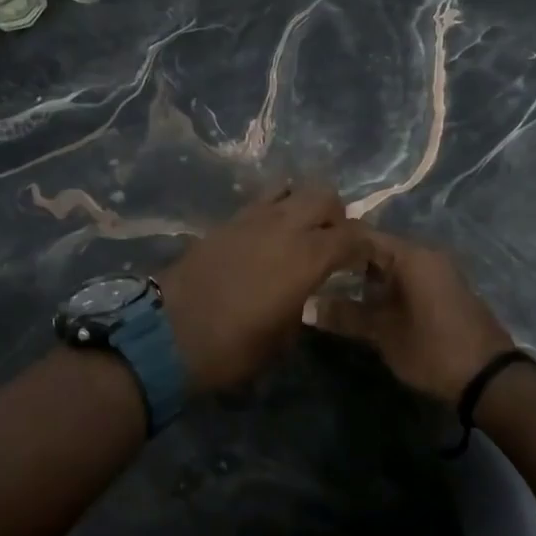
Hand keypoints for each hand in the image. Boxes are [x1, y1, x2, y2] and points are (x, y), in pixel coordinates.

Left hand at [157, 183, 367, 394]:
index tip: (365, 260)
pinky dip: (274, 210)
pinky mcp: (226, 221)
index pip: (352, 235)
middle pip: (323, 195)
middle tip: (331, 242)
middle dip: (335, 214)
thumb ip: (304, 303)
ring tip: (299, 234)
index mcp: (307, 256)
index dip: (365, 246)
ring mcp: (252, 218)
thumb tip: (306, 291)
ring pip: (290, 188)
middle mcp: (284, 226)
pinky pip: (261, 202)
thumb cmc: (234, 347)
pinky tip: (268, 238)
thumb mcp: (283, 337)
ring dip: (302, 205)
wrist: (169, 334)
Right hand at [314, 228, 514, 401]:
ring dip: (365, 276)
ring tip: (332, 290)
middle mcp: (426, 254)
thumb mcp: (383, 333)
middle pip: (377, 248)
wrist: (489, 378)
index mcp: (411, 255)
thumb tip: (306, 306)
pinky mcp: (444, 290)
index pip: (363, 235)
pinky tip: (365, 303)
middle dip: (346, 261)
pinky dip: (385, 286)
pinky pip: (407, 277)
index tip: (305, 254)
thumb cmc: (432, 348)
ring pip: (392, 264)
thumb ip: (344, 315)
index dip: (334, 244)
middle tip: (314, 275)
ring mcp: (438, 271)